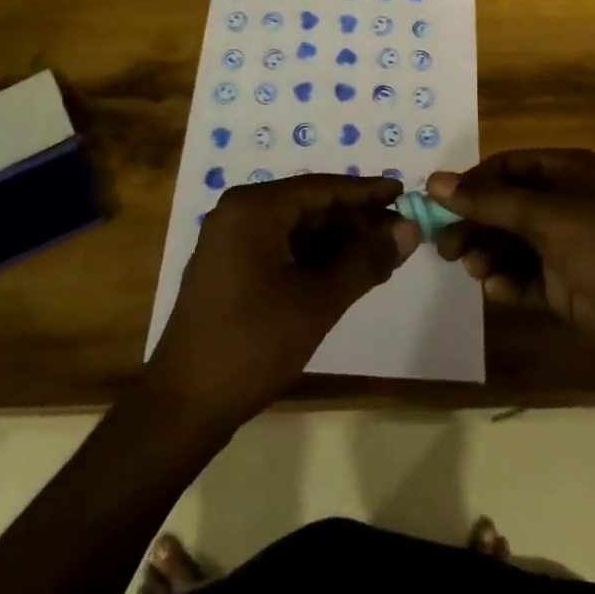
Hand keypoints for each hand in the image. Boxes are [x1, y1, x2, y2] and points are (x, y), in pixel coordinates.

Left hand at [147, 175, 418, 427]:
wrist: (184, 406)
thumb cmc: (252, 344)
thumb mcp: (318, 301)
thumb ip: (366, 260)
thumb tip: (410, 228)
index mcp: (254, 208)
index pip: (321, 187)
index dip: (366, 192)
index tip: (405, 191)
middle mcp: (240, 214)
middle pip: (310, 206)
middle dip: (356, 221)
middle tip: (400, 232)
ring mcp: (232, 242)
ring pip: (298, 230)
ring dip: (340, 242)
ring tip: (383, 254)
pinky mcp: (232, 269)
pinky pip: (283, 249)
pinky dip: (316, 259)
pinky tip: (348, 273)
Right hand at [428, 149, 594, 383]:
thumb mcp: (549, 219)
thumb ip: (490, 202)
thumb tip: (433, 182)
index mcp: (566, 172)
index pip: (505, 167)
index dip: (471, 184)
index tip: (437, 206)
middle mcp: (563, 203)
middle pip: (503, 206)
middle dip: (474, 224)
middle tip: (445, 247)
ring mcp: (565, 246)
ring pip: (509, 243)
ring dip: (487, 254)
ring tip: (475, 271)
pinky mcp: (564, 285)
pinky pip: (523, 277)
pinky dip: (506, 283)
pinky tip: (499, 292)